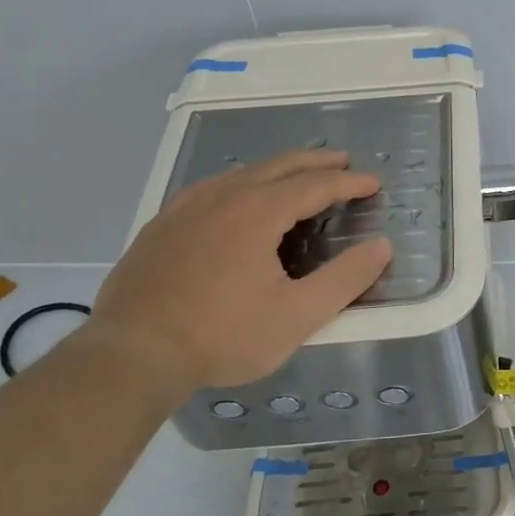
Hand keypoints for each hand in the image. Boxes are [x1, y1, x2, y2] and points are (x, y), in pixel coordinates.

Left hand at [87, 149, 391, 394]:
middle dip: (315, 162)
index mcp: (257, 212)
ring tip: (296, 175)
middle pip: (278, 166)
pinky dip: (241, 184)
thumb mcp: (297, 316)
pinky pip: (211, 189)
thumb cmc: (223, 336)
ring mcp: (185, 208)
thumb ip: (345, 279)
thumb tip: (382, 246)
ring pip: (241, 173)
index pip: (314, 185)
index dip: (348, 183)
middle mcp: (221, 197)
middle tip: (342, 161)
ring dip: (277, 169)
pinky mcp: (161, 226)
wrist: (133, 354)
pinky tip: (236, 199)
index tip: (373, 183)